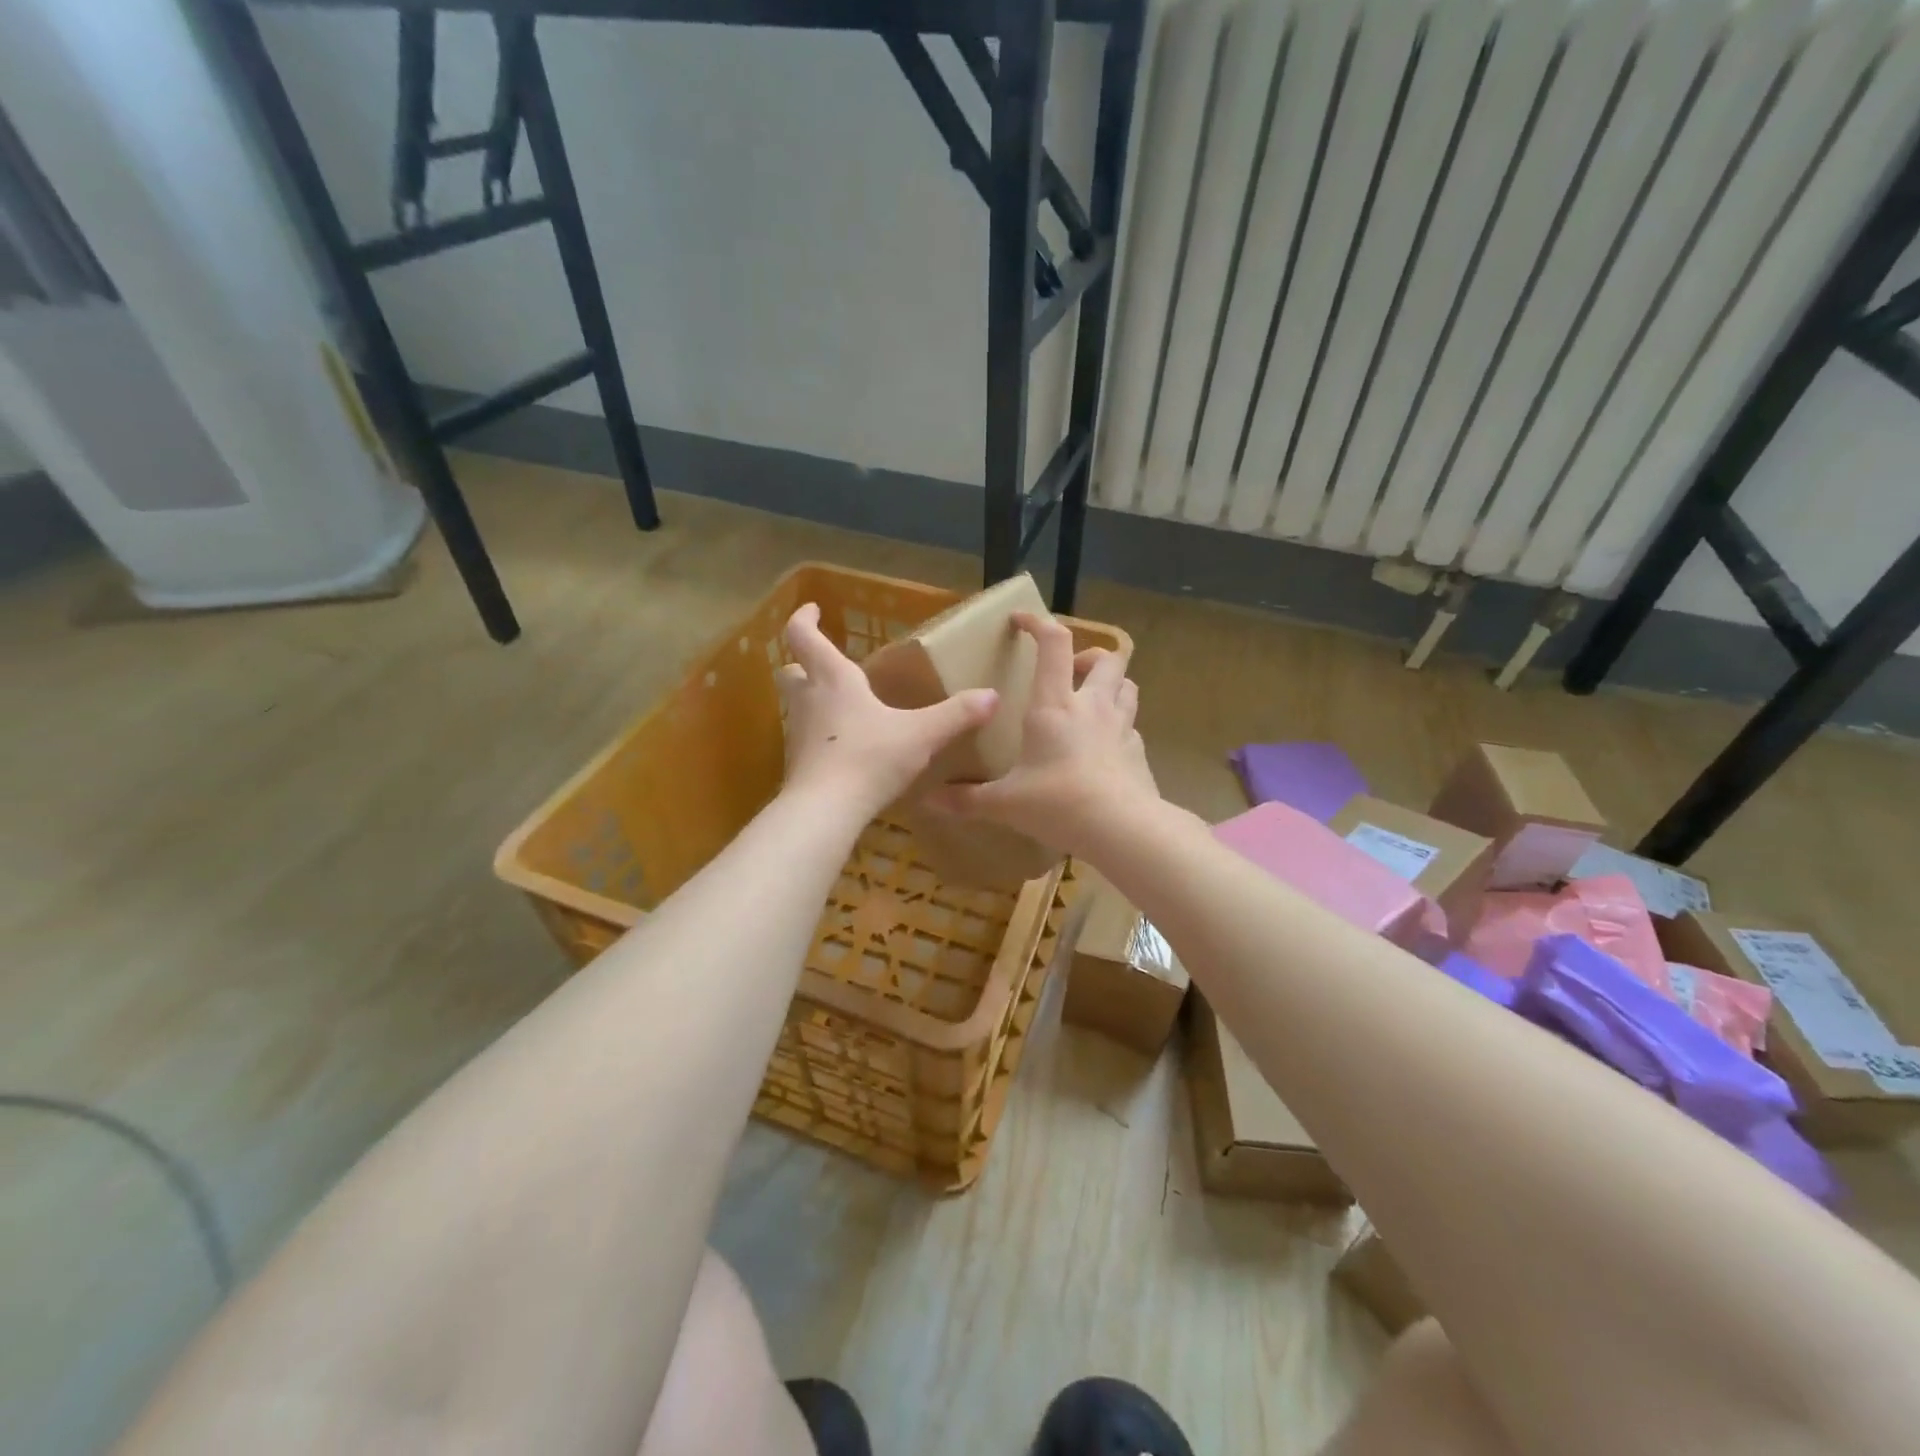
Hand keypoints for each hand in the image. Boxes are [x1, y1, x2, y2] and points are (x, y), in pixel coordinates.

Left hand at [777, 603, 997, 817]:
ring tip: (842, 706)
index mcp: (834, 680)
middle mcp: (809, 701)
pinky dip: (819, 735)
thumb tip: (992, 696)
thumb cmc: (869, 758)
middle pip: (790, 671)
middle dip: (802, 662)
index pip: (804, 636)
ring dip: (812, 700)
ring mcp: (798, 734)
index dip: (804, 618)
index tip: (813, 608)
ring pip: (797, 706)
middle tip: (823, 663)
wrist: (825, 811)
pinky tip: (844, 748)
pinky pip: (806, 739)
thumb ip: (956, 715)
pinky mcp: (798, 765)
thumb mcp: (921, 735)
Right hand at [925, 612, 1157, 856]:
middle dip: (1087, 655)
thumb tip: (928, 801)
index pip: (1054, 643)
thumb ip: (968, 799)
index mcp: (1055, 705)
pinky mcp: (1138, 752)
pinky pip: (1132, 726)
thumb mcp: (1005, 803)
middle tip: (1068, 672)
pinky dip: (1120, 726)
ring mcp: (1121, 727)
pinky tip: (1105, 746)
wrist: (1121, 829)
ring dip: (1111, 684)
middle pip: (1106, 658)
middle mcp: (1092, 706)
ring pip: (1128, 685)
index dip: (1038, 623)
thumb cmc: (1058, 803)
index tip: (1020, 620)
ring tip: (1091, 701)